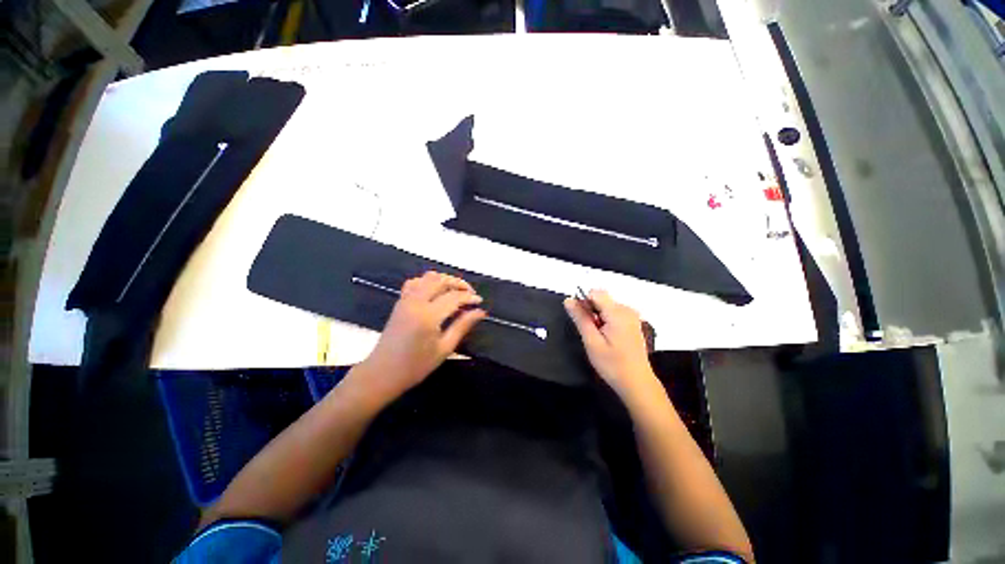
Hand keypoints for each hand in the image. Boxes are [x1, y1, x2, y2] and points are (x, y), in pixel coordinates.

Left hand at [357, 271, 485, 400]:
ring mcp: (406, 299)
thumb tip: (480, 312)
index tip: (479, 302)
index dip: (469, 297)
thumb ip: (462, 326)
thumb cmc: (416, 366)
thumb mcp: (444, 348)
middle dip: (459, 283)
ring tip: (455, 292)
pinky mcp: (400, 301)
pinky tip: (435, 292)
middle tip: (470, 294)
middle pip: (441, 280)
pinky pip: (415, 282)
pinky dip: (428, 282)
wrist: (382, 373)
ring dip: (445, 280)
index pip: (454, 297)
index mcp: (428, 316)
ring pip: (428, 277)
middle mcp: (416, 302)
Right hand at [564, 290, 657, 398]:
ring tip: (599, 337)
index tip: (582, 321)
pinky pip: (613, 313)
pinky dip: (606, 321)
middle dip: (591, 311)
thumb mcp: (592, 341)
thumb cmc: (612, 364)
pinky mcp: (632, 322)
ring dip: (597, 317)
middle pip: (601, 299)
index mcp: (618, 312)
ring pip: (605, 306)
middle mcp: (627, 309)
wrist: (637, 383)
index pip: (595, 293)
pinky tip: (607, 338)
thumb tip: (568, 299)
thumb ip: (580, 318)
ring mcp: (631, 316)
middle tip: (590, 333)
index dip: (584, 303)